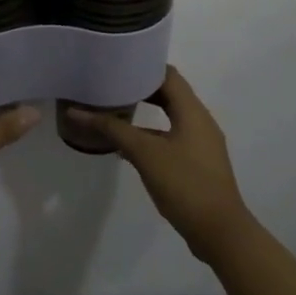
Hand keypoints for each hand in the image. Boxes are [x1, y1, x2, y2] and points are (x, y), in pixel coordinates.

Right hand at [68, 68, 253, 260]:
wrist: (219, 232)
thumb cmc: (185, 184)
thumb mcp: (144, 153)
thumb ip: (112, 129)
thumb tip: (76, 111)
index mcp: (193, 111)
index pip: (168, 74)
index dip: (143, 65)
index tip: (116, 62)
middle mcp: (200, 121)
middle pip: (169, 94)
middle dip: (140, 87)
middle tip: (109, 83)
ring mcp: (201, 144)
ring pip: (170, 117)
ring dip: (144, 111)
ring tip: (113, 109)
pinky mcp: (197, 163)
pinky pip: (171, 137)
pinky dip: (150, 134)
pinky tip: (127, 145)